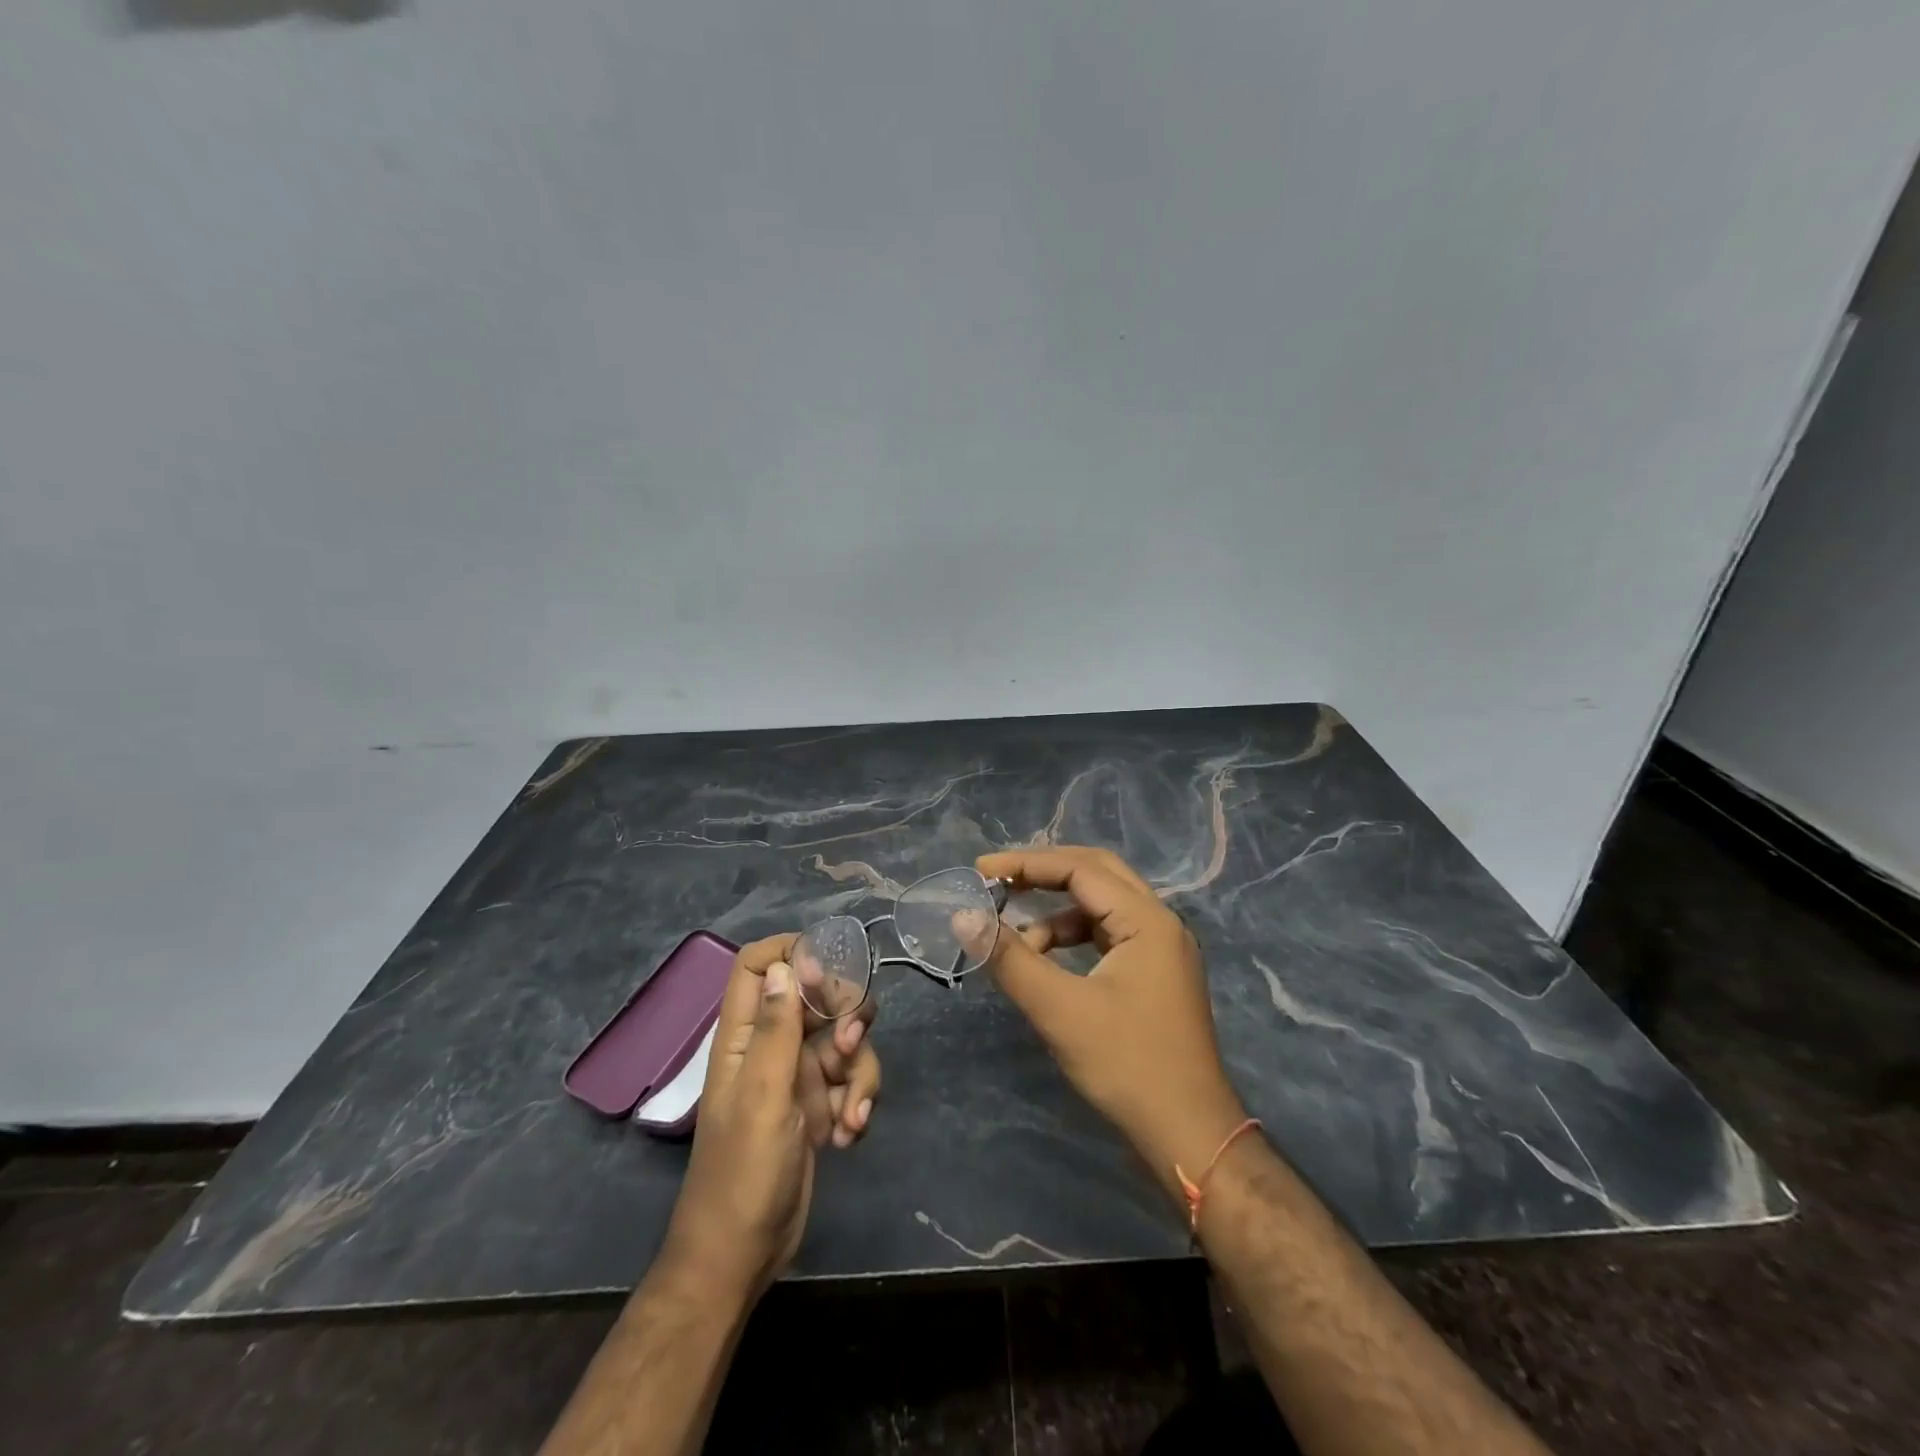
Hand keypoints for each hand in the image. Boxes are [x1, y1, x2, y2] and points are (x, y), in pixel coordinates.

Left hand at [660, 934, 880, 1299]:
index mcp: (745, 1035)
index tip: (828, 972)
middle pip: (818, 996)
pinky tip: (848, 1135)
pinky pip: (852, 1079)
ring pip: (845, 1039)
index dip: (792, 953)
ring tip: (850, 1114)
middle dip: (845, 1017)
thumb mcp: (763, 1094)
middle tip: (849, 1044)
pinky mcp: (820, 1104)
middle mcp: (772, 1046)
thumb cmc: (744, 1172)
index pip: (758, 965)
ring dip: (859, 1071)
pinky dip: (858, 1101)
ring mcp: (798, 1075)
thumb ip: (777, 1027)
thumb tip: (788, 962)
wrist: (743, 1254)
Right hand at [974, 847, 1247, 1197]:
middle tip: (998, 883)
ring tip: (1018, 940)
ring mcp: (1161, 950)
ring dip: (1057, 913)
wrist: (1189, 1136)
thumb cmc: (1127, 1065)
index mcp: (1147, 919)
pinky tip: (1046, 963)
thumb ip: (1009, 957)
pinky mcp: (1154, 975)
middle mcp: (1159, 923)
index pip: (1080, 869)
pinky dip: (1072, 939)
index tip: (980, 870)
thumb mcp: (1059, 1009)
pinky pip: (1107, 936)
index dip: (1026, 864)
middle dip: (1044, 875)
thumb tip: (963, 916)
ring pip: (1101, 907)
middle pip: (1096, 874)